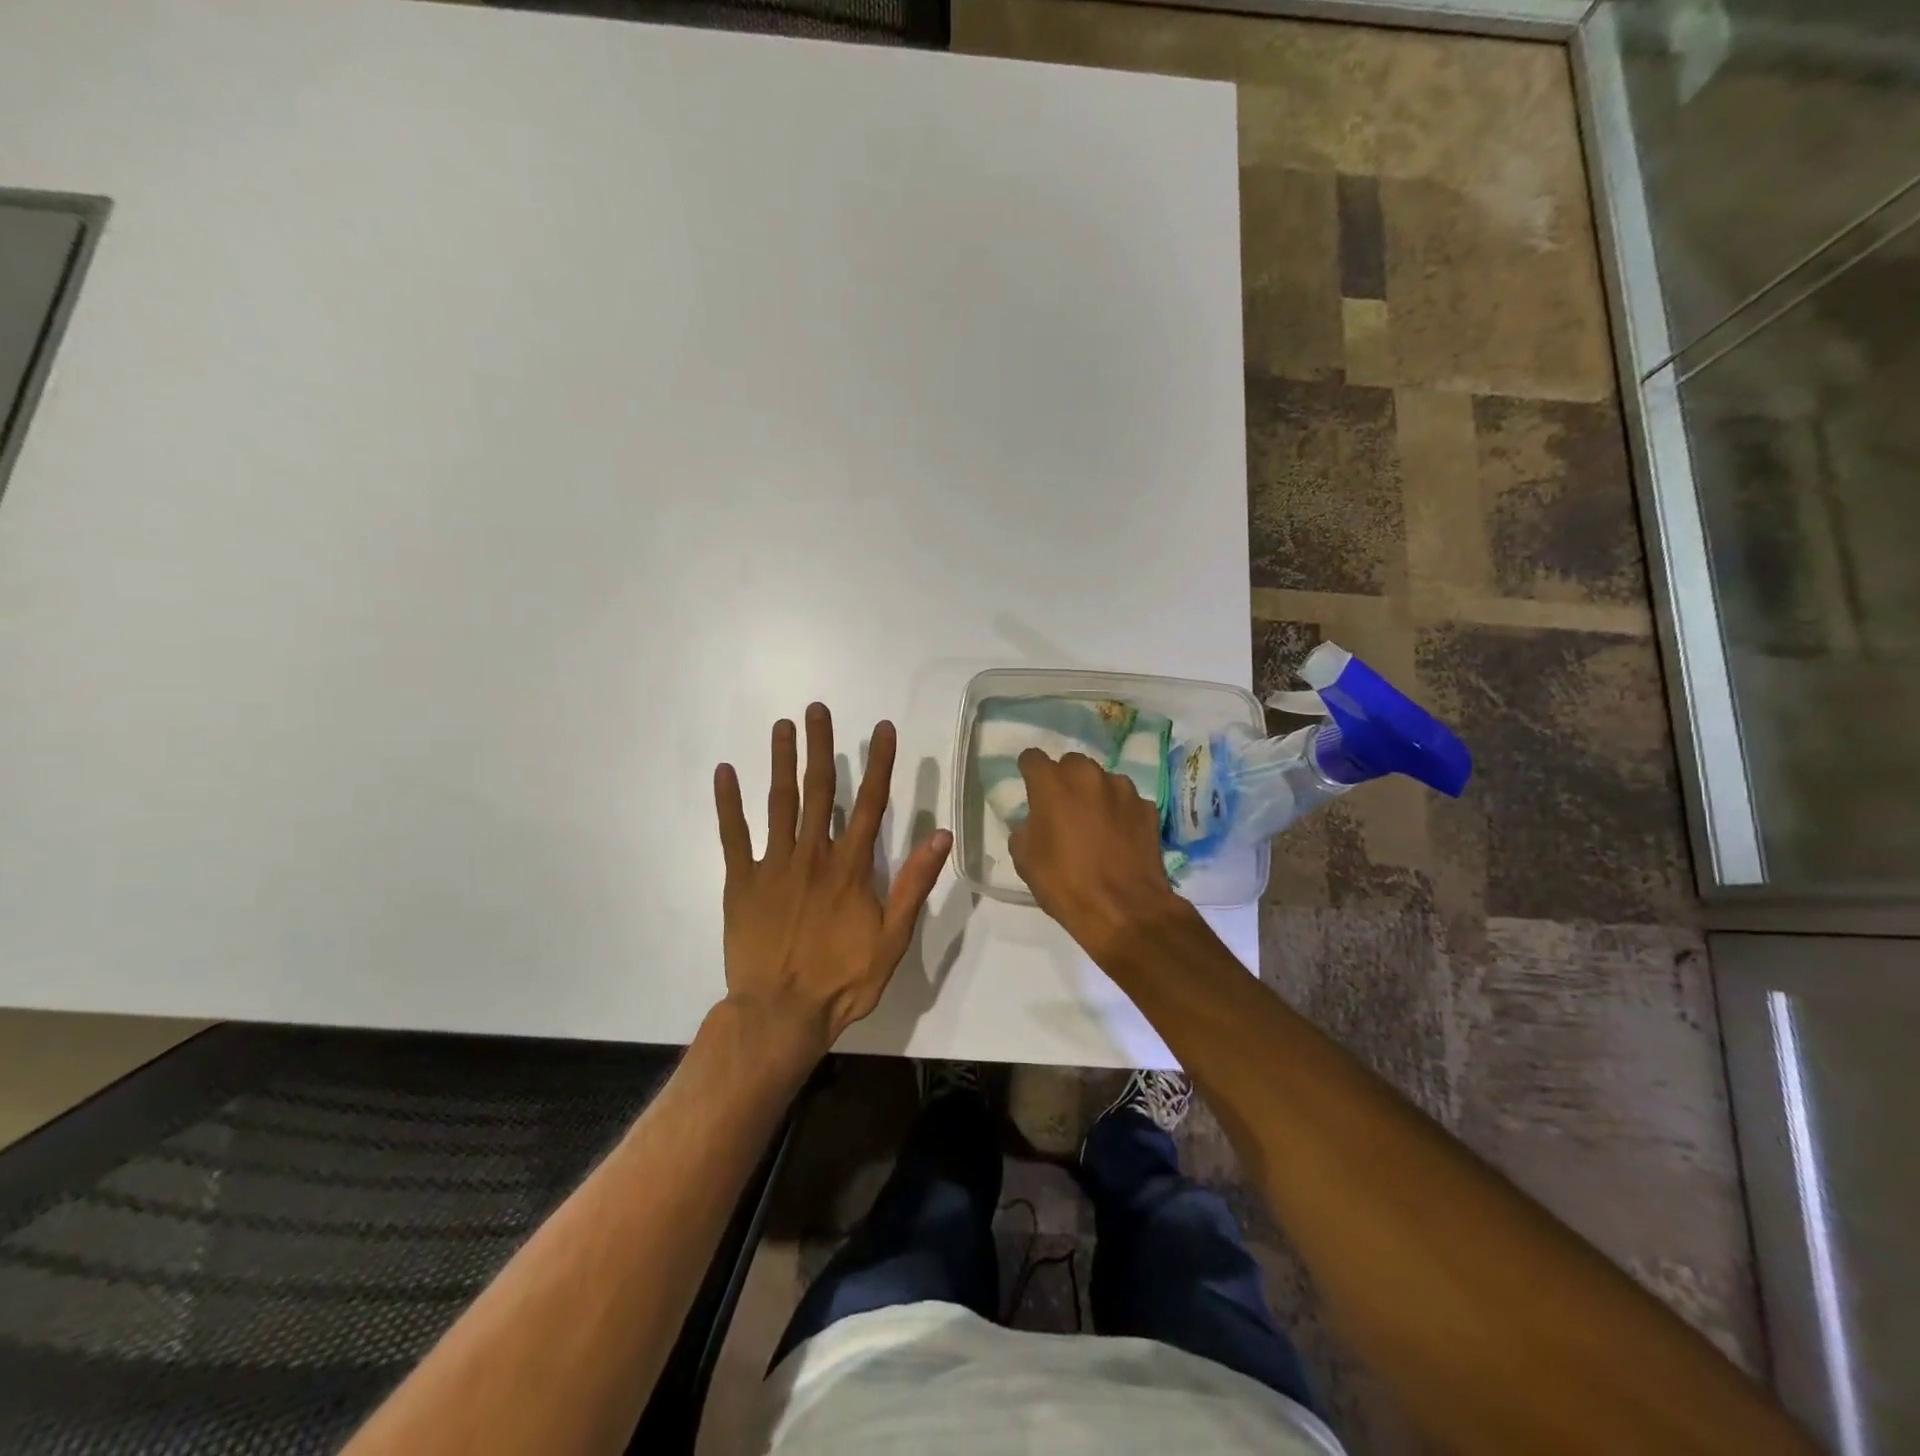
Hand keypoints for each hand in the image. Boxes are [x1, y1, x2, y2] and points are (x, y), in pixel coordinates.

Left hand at [713, 703, 951, 1061]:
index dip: (879, 764)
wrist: (780, 1013)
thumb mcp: (892, 939)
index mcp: (850, 868)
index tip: (882, 728)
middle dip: (821, 747)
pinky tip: (725, 773)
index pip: (871, 804)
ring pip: (779, 803)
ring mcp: (773, 865)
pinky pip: (734, 836)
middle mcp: (812, 855)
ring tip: (782, 727)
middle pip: (820, 791)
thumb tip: (941, 835)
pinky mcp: (741, 882)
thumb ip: (914, 884)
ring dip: (781, 762)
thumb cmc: (842, 980)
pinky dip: (728, 803)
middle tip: (817, 709)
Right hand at [1007, 748, 1183, 959]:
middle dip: (1064, 780)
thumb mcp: (1025, 859)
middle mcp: (1088, 776)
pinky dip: (1120, 812)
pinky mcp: (1148, 808)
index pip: (1032, 758)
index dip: (1029, 770)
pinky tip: (1119, 837)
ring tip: (1095, 824)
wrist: (1124, 910)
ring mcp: (1123, 790)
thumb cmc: (1065, 884)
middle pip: (1070, 764)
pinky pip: (1126, 802)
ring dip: (1094, 794)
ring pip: (1102, 780)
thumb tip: (1036, 819)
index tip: (1029, 784)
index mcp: (1052, 784)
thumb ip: (1026, 827)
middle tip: (1062, 808)